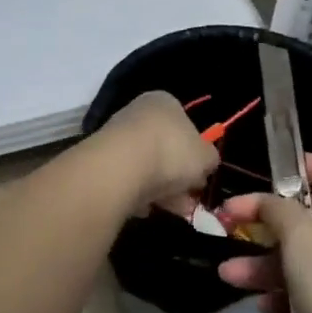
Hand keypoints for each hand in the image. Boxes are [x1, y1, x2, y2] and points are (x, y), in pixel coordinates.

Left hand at [94, 90, 220, 213]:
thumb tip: (205, 164)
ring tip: (174, 210)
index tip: (201, 176)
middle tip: (189, 200)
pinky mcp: (102, 161)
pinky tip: (145, 208)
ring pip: (147, 167)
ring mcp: (117, 136)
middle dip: (179, 177)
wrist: (120, 168)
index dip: (196, 152)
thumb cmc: (171, 152)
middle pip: (166, 149)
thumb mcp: (206, 157)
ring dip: (162, 190)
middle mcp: (138, 113)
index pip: (185, 124)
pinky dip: (138, 195)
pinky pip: (128, 180)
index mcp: (164, 102)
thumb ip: (209, 159)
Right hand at [216, 155, 311, 312]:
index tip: (278, 169)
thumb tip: (267, 201)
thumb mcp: (299, 235)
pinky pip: (308, 294)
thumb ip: (276, 209)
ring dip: (264, 264)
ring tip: (227, 274)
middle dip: (267, 223)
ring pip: (302, 260)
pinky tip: (260, 305)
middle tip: (230, 222)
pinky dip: (283, 296)